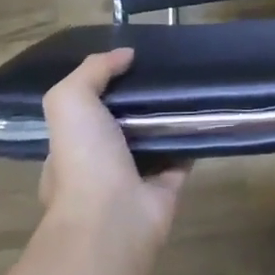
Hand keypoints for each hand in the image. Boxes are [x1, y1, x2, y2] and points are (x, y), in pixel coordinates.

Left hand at [39, 49, 186, 249]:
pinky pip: (183, 154)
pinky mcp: (167, 186)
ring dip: (169, 116)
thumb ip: (92, 71)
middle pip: (124, 121)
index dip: (104, 84)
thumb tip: (126, 55)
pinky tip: (205, 111)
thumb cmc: (83, 159)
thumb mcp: (70, 101)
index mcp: (72, 145)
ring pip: (155, 137)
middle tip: (165, 67)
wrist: (113, 219)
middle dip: (140, 99)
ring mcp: (135, 176)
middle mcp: (101, 162)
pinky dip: (193, 137)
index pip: (86, 110)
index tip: (129, 61)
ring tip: (189, 82)